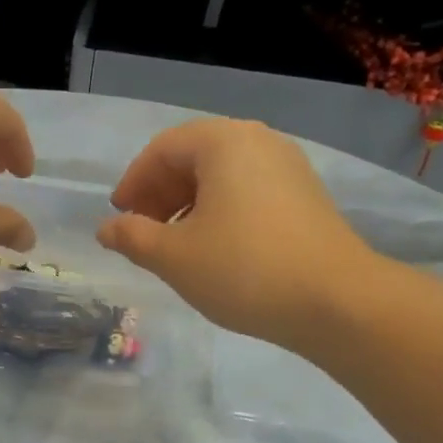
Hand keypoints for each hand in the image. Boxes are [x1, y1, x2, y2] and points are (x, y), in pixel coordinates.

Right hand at [97, 118, 381, 345]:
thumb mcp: (173, 256)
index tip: (119, 216)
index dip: (133, 182)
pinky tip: (214, 247)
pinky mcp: (305, 195)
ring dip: (188, 204)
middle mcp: (258, 141)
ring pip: (222, 175)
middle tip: (141, 231)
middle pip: (193, 157)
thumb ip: (132, 237)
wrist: (336, 301)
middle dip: (160, 193)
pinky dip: (220, 210)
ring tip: (174, 244)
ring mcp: (287, 166)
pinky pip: (248, 190)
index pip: (162, 149)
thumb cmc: (243, 269)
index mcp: (222, 143)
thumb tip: (107, 229)